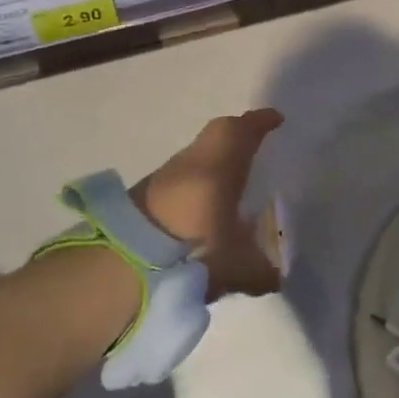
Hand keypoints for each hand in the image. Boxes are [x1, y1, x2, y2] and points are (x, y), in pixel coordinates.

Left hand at [133, 108, 284, 299]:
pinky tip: (204, 210)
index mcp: (220, 164)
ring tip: (232, 182)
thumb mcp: (237, 267)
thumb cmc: (192, 251)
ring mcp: (164, 177)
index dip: (261, 123)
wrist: (122, 265)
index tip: (275, 120)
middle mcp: (193, 161)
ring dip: (216, 161)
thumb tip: (275, 277)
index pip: (244, 131)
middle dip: (239, 135)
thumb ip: (261, 271)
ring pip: (197, 156)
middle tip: (256, 146)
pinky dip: (197, 183)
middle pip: (219, 134)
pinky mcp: (144, 196)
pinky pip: (181, 178)